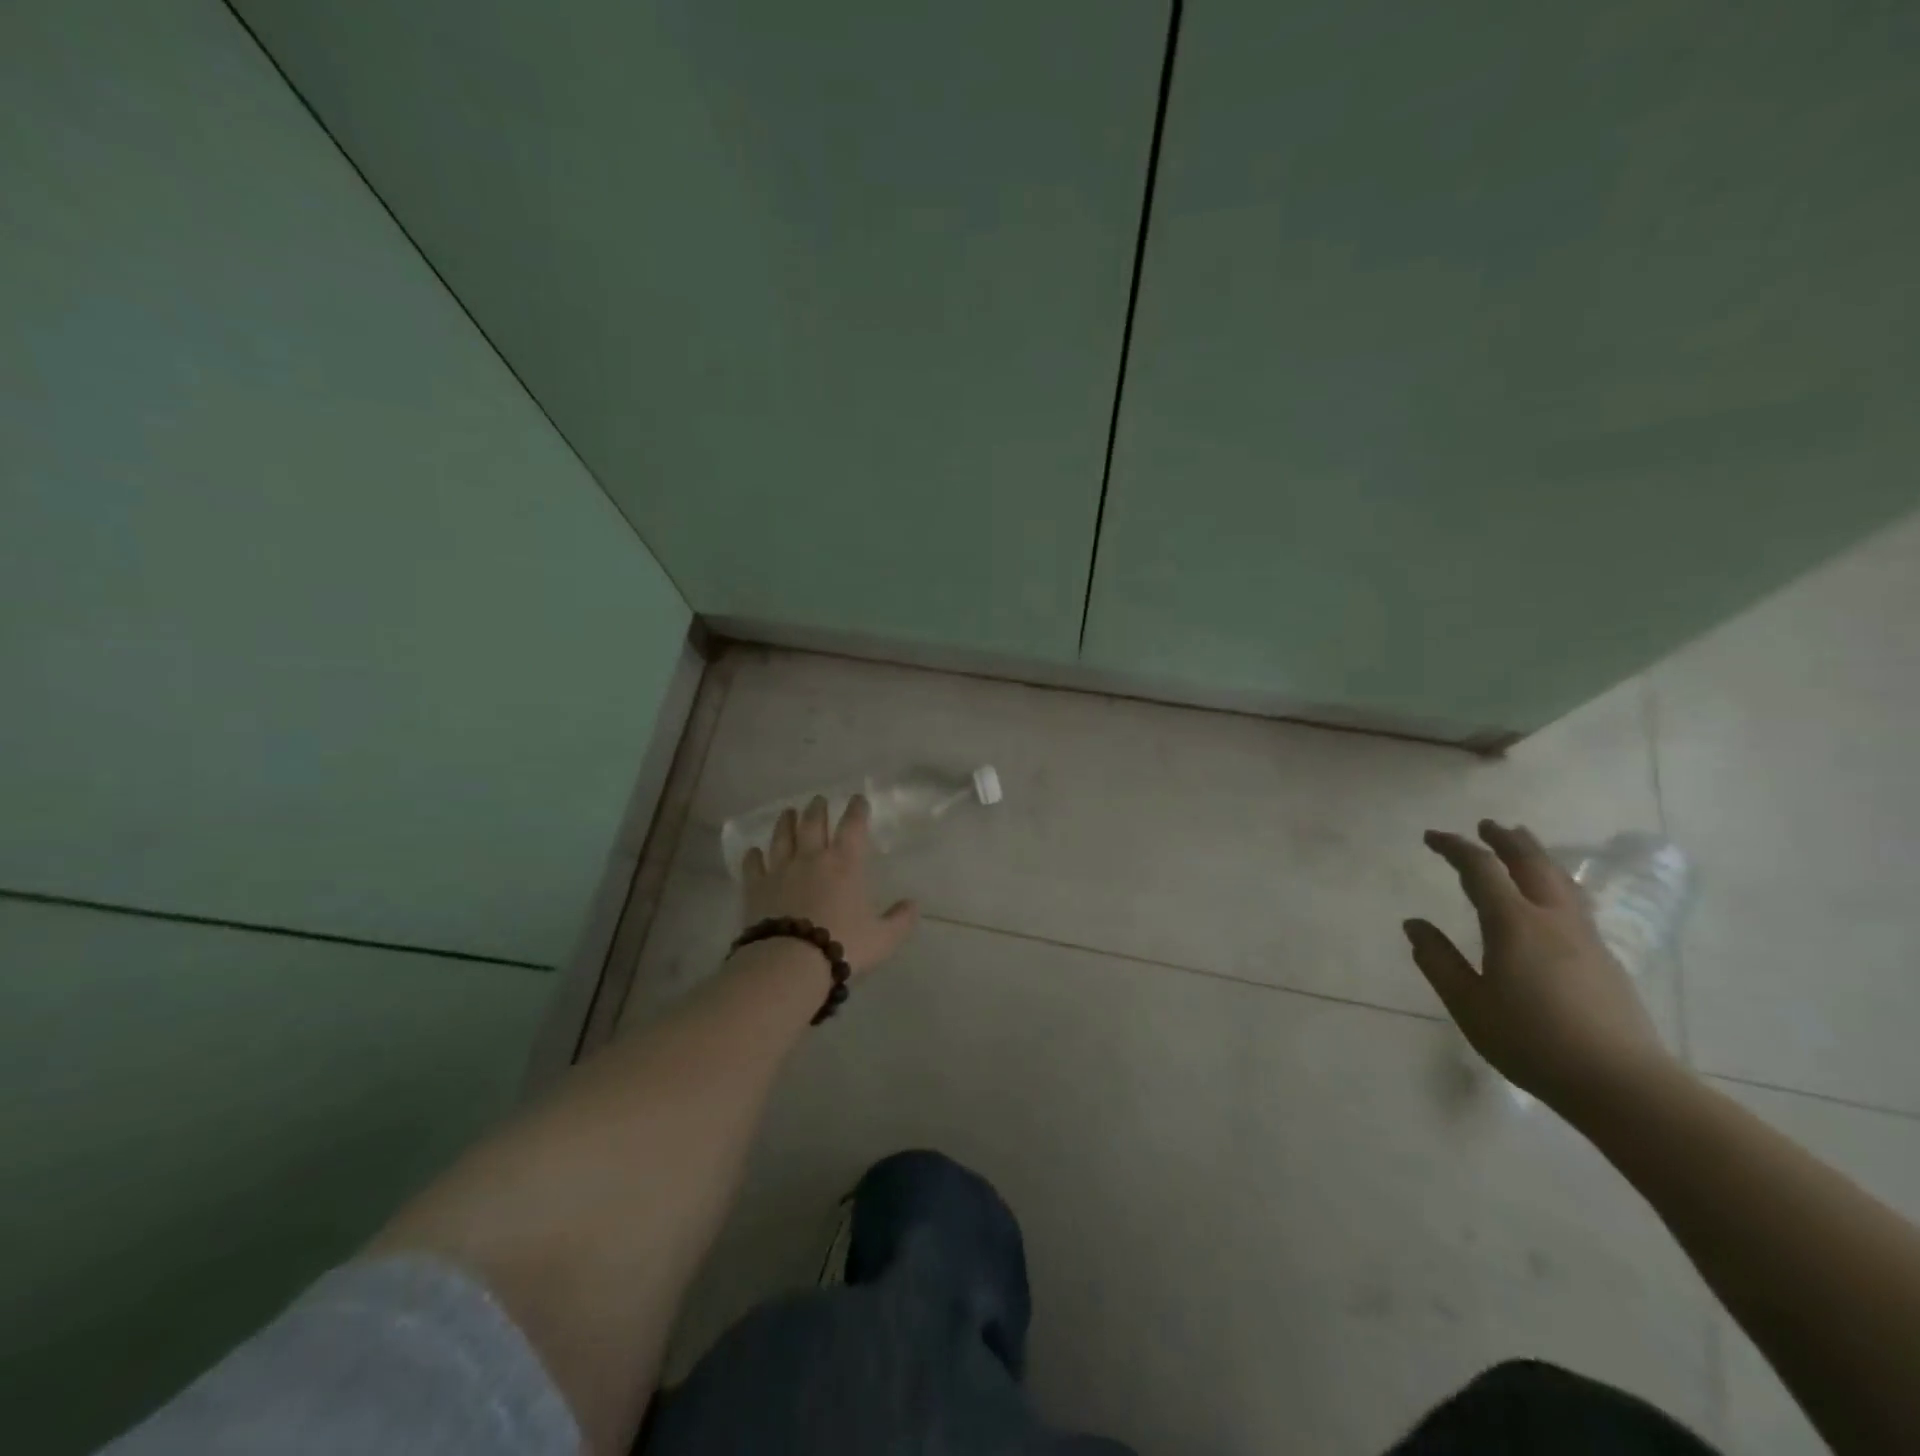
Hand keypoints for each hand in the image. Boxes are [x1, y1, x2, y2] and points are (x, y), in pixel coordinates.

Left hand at [741, 796, 918, 977]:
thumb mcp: (883, 938)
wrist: (790, 962)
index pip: (853, 826)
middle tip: (818, 800)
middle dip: (818, 808)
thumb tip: (913, 904)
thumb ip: (900, 920)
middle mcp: (812, 857)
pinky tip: (753, 852)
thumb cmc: (842, 944)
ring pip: (782, 837)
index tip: (857, 799)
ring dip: (786, 822)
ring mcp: (780, 869)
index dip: (857, 810)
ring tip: (788, 812)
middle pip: (813, 823)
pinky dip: (753, 856)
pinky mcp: (756, 887)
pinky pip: (753, 865)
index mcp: (845, 863)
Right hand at [1405, 819, 1676, 1118]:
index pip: (1480, 869)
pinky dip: (1554, 882)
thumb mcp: (1468, 1004)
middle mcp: (1553, 919)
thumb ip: (1438, 961)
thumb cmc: (1532, 1042)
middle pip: (1531, 863)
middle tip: (1486, 825)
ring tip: (1523, 844)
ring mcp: (1585, 937)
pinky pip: (1574, 902)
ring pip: (1560, 880)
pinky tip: (1552, 896)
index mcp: (1514, 924)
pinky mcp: (1605, 959)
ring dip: (1536, 855)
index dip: (1454, 847)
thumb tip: (1414, 924)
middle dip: (1505, 840)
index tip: (1431, 837)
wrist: (1623, 1084)